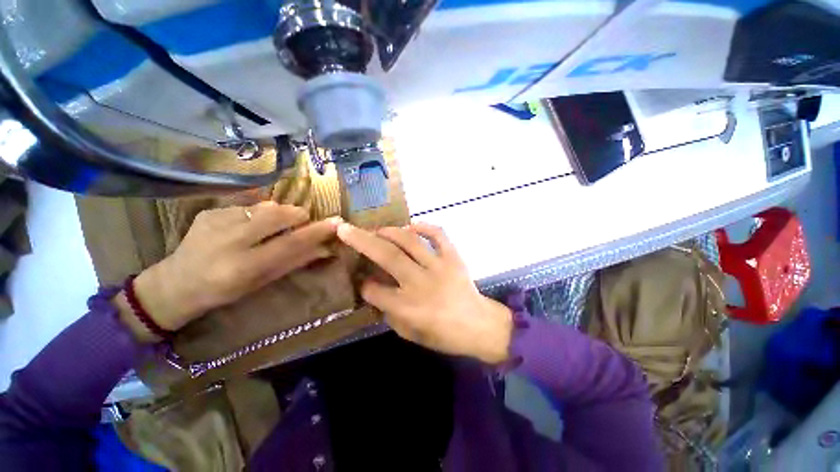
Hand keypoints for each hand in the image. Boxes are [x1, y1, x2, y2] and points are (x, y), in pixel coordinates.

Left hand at [116, 202, 340, 341]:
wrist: (175, 284)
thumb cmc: (225, 291)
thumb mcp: (262, 282)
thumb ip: (294, 261)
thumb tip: (325, 248)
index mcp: (244, 266)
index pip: (290, 243)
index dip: (316, 231)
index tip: (336, 222)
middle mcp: (229, 241)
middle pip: (278, 214)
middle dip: (297, 216)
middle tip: (299, 224)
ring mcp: (216, 222)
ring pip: (265, 206)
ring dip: (279, 214)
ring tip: (271, 228)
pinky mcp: (209, 211)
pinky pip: (248, 206)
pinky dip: (258, 214)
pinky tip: (247, 227)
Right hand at [337, 222, 512, 363]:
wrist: (479, 325)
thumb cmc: (443, 335)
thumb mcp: (409, 334)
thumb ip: (389, 312)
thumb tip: (374, 290)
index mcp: (407, 307)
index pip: (374, 290)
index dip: (363, 283)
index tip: (361, 278)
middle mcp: (420, 283)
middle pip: (386, 256)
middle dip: (361, 241)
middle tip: (346, 229)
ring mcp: (439, 267)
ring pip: (409, 241)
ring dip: (389, 232)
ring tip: (377, 230)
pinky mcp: (453, 257)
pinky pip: (439, 235)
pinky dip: (425, 226)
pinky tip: (412, 225)